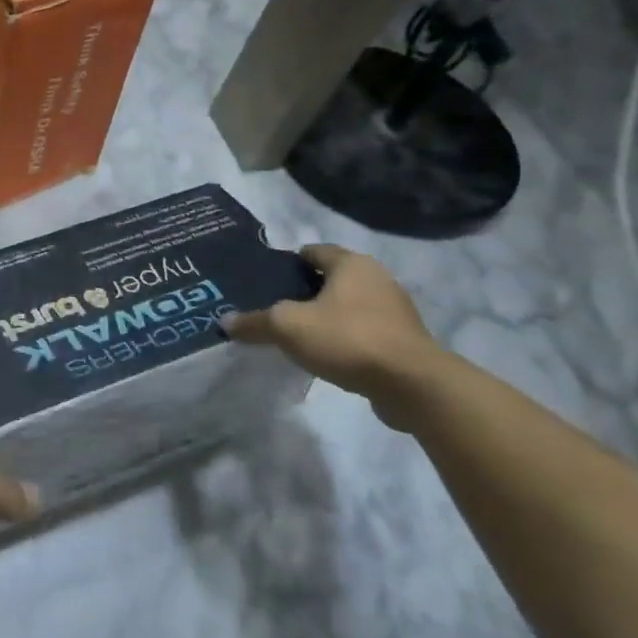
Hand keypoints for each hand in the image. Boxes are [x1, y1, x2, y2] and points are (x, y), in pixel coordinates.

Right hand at [222, 245, 438, 416]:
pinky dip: (344, 338)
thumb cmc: (347, 338)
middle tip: (274, 309)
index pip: (312, 251)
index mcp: (351, 264)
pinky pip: (363, 331)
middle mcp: (377, 278)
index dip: (286, 264)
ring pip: (348, 306)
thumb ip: (255, 322)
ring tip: (296, 335)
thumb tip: (225, 322)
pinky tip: (325, 356)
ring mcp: (395, 310)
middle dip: (303, 292)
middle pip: (330, 279)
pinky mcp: (403, 340)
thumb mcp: (287, 327)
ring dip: (325, 317)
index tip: (264, 282)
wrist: (412, 385)